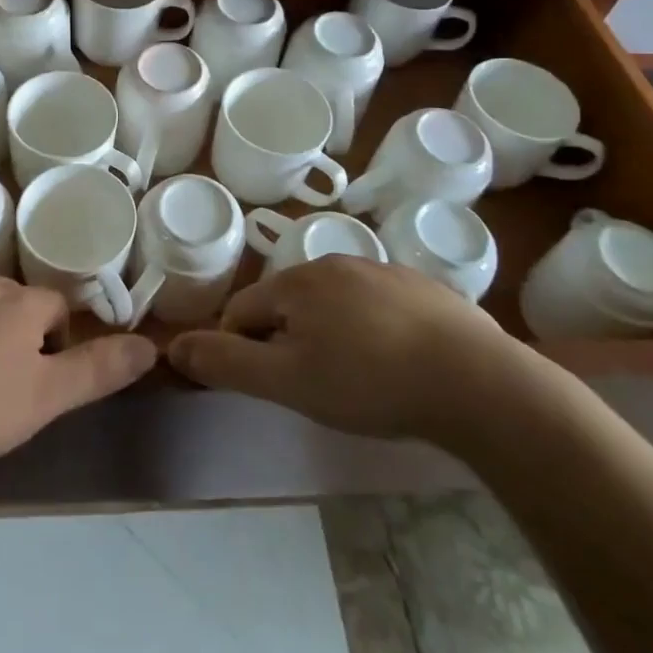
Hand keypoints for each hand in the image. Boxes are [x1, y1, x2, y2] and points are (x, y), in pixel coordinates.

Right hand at [168, 256, 538, 444]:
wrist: (478, 382)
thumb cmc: (370, 383)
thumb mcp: (289, 382)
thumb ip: (228, 364)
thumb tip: (173, 345)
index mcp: (296, 282)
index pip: (242, 311)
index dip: (239, 350)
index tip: (263, 387)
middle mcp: (334, 263)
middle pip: (287, 303)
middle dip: (286, 341)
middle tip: (312, 388)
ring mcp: (382, 270)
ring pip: (332, 303)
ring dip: (328, 334)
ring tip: (355, 381)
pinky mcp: (422, 287)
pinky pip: (375, 307)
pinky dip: (370, 331)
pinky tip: (394, 364)